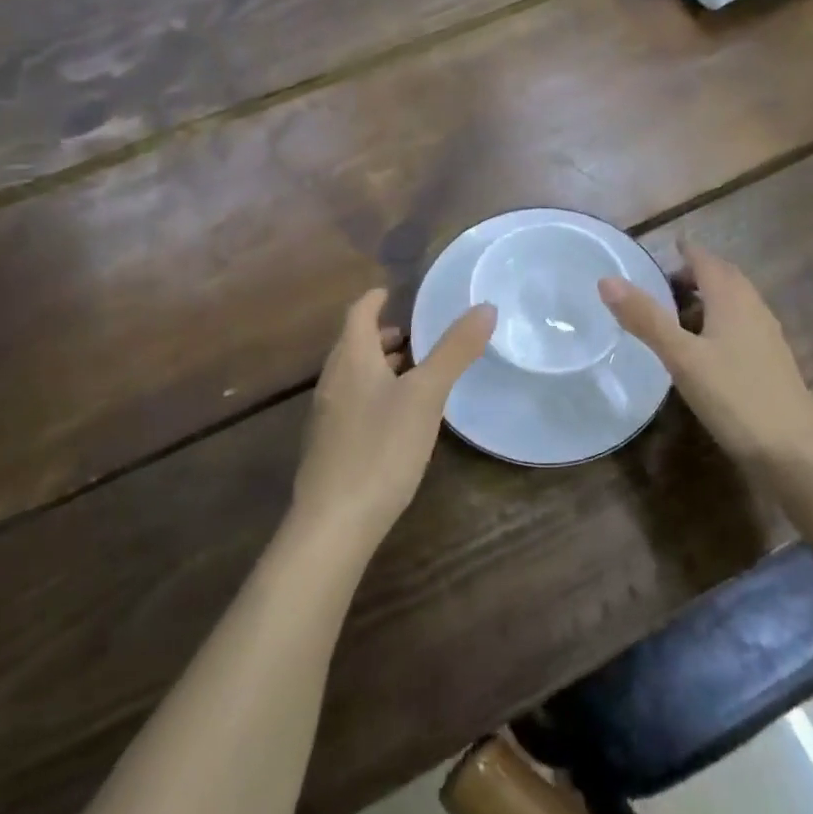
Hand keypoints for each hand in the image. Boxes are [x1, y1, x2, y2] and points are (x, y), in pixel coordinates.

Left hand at [292, 289, 495, 550]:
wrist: (334, 523)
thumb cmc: (381, 448)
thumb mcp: (426, 395)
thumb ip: (454, 351)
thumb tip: (486, 307)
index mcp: (351, 359)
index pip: (358, 313)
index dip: (375, 299)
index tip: (391, 291)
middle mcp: (333, 381)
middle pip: (352, 344)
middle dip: (379, 334)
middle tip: (412, 333)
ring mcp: (326, 416)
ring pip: (352, 375)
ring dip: (377, 365)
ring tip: (410, 371)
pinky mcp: (329, 447)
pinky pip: (351, 403)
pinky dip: (373, 393)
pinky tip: (395, 418)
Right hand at [597, 241, 812, 470]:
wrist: (795, 452)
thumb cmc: (735, 396)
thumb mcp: (682, 357)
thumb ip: (645, 318)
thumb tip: (606, 280)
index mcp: (732, 298)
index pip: (706, 260)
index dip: (686, 252)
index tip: (664, 248)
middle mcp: (753, 308)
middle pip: (723, 279)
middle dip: (694, 275)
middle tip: (661, 284)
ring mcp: (766, 337)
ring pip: (733, 304)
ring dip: (705, 300)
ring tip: (674, 315)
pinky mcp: (770, 363)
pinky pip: (739, 327)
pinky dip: (716, 324)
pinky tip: (702, 350)